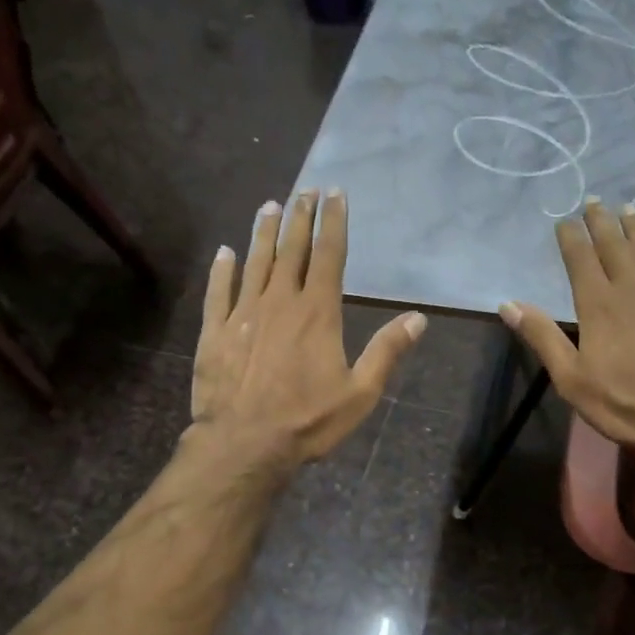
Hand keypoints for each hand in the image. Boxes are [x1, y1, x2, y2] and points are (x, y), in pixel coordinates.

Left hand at [192, 190, 425, 469]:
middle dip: (299, 217)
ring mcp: (243, 314)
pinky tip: (225, 252)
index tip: (335, 194)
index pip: (329, 255)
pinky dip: (222, 270)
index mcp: (318, 313)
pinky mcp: (215, 332)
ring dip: (263, 233)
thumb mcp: (360, 393)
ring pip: (255, 262)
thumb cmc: (308, 420)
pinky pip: (218, 292)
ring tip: (269, 206)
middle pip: (291, 250)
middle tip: (304, 190)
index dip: (333, 222)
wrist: (244, 444)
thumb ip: (387, 352)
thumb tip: (418, 318)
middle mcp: (280, 302)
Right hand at [502, 199, 634, 464]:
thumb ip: (541, 336)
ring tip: (629, 210)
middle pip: (615, 247)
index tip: (565, 220)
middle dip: (602, 223)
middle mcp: (632, 290)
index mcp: (598, 305)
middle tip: (595, 201)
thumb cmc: (623, 402)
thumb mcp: (570, 377)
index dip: (571, 237)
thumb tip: (507, 304)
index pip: (580, 260)